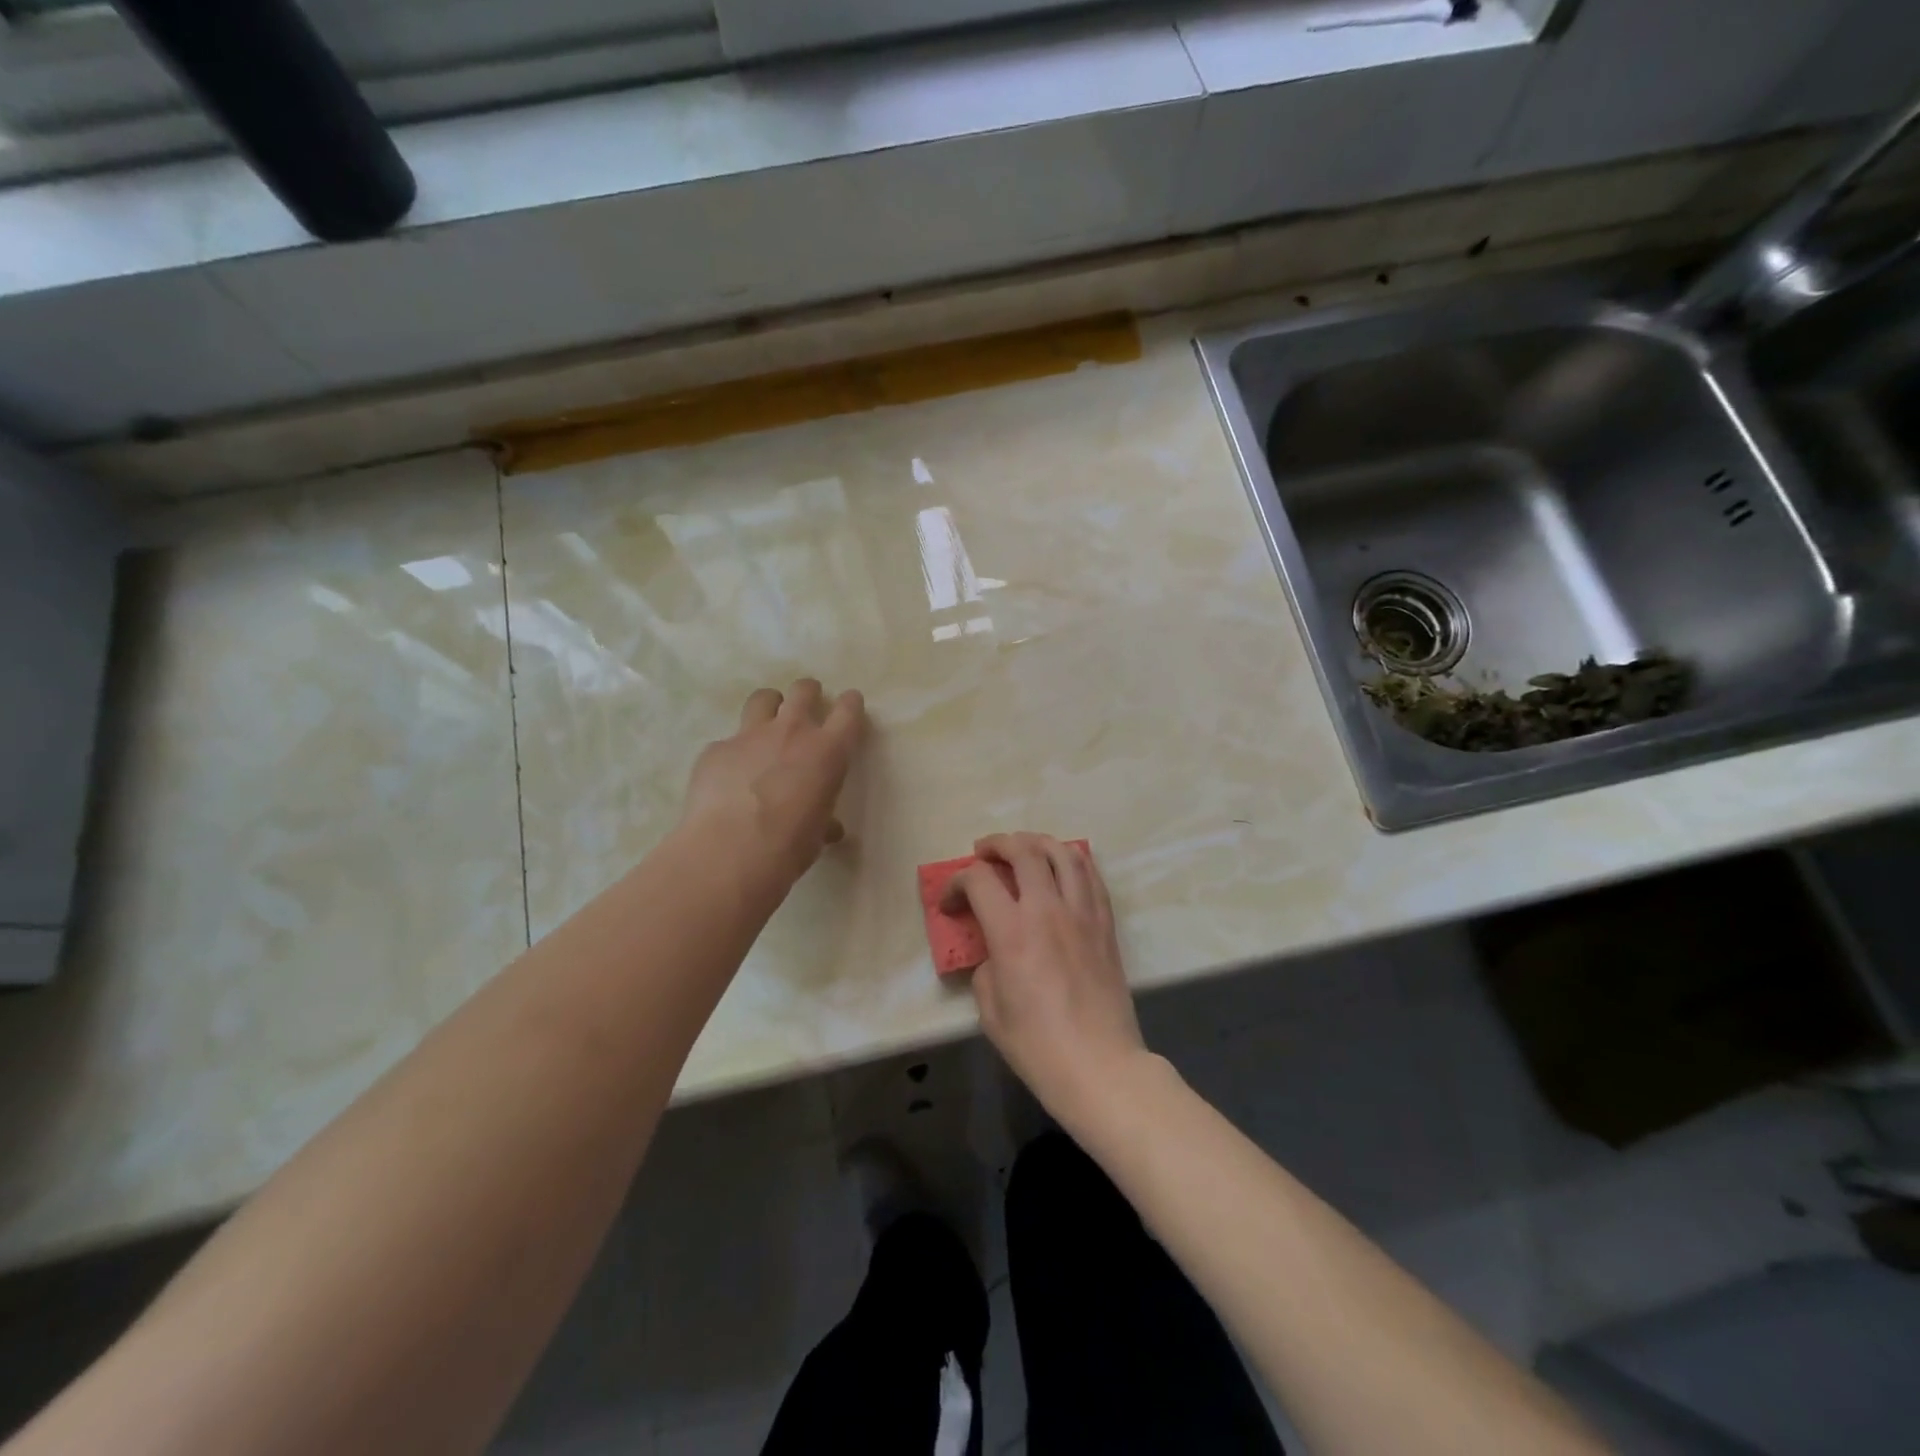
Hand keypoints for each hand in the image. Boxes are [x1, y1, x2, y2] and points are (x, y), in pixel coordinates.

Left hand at [681, 679, 865, 879]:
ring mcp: (749, 736)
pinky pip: (727, 742)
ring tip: (767, 724)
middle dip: (808, 693)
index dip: (851, 704)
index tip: (850, 704)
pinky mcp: (716, 749)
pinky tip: (728, 776)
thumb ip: (824, 820)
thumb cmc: (789, 846)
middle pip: (803, 690)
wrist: (730, 851)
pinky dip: (733, 753)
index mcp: (828, 752)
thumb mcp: (817, 834)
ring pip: (763, 699)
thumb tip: (830, 829)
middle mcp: (792, 732)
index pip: (848, 711)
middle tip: (807, 706)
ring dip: (769, 707)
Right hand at [944, 832, 1146, 1129]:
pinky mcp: (1105, 924)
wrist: (1100, 1065)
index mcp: (1012, 931)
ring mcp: (1082, 913)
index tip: (950, 903)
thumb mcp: (990, 1008)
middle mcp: (1048, 910)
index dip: (957, 883)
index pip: (979, 880)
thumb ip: (985, 966)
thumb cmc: (1037, 1045)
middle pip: (1024, 851)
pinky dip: (1072, 861)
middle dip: (998, 844)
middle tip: (983, 852)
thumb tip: (993, 950)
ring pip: (1064, 853)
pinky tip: (1062, 867)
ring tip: (1024, 848)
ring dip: (1038, 842)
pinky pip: (1091, 876)